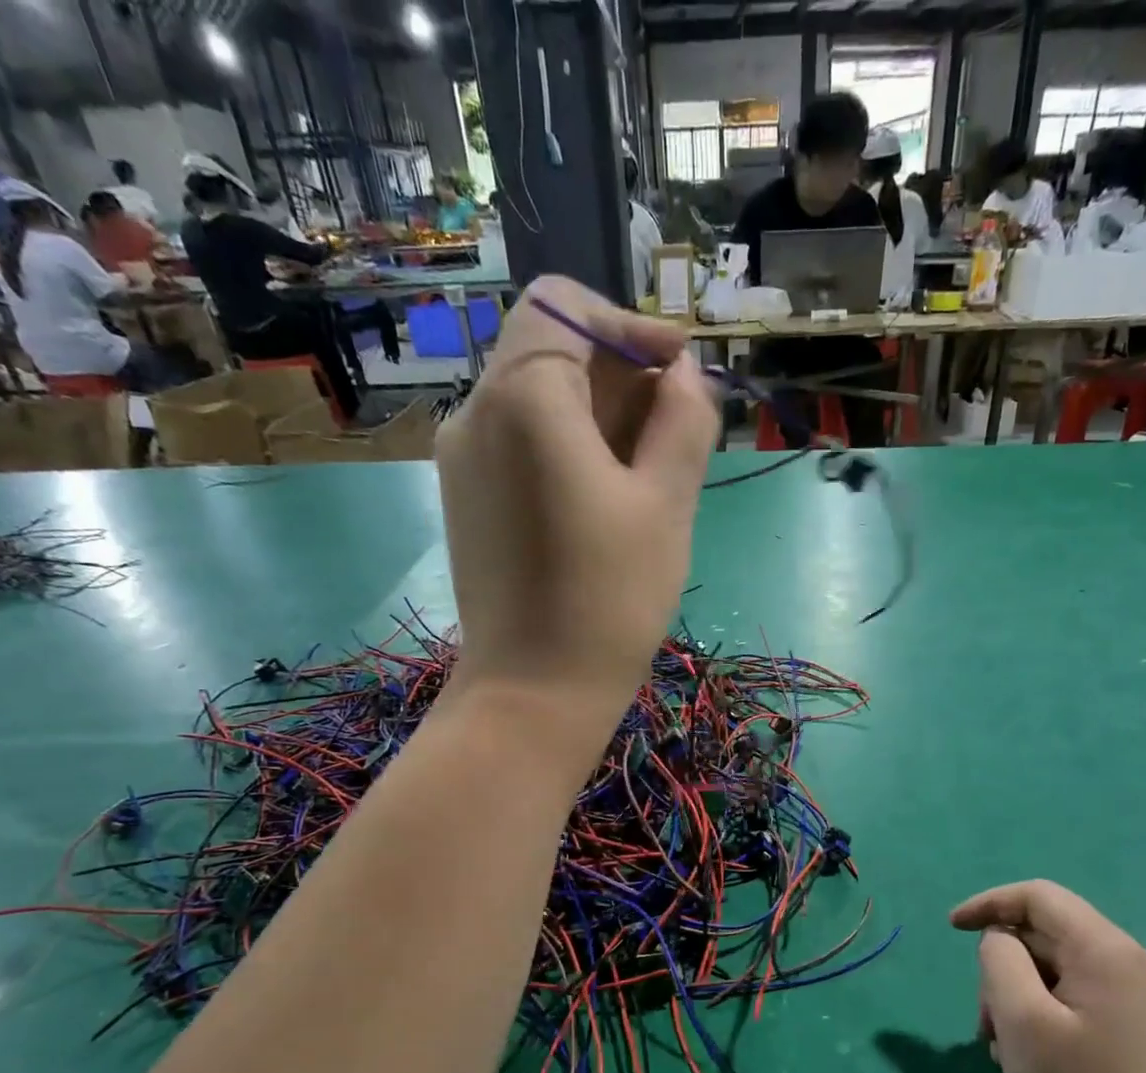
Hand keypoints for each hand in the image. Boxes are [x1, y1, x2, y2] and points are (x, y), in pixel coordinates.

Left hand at [435, 275, 718, 724]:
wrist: (533, 693)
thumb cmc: (609, 597)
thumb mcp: (666, 503)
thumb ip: (683, 420)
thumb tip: (684, 375)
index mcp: (524, 396)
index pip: (566, 307)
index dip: (630, 326)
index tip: (679, 373)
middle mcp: (476, 412)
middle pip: (549, 352)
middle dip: (619, 374)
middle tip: (676, 429)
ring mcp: (461, 458)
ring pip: (534, 399)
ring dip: (597, 413)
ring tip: (650, 470)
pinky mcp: (465, 499)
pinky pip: (518, 443)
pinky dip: (565, 446)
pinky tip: (605, 498)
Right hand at [950, 880, 1145, 1072]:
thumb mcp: (1022, 1020)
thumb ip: (1000, 960)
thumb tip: (999, 941)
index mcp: (1105, 949)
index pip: (1038, 897)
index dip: (989, 903)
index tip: (951, 928)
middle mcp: (1125, 960)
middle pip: (1044, 933)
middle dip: (1002, 966)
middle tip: (985, 1021)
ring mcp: (1131, 993)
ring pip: (1052, 966)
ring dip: (1015, 995)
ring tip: (1003, 1046)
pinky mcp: (1128, 1022)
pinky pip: (1069, 994)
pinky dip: (1037, 1011)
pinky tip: (1028, 1055)